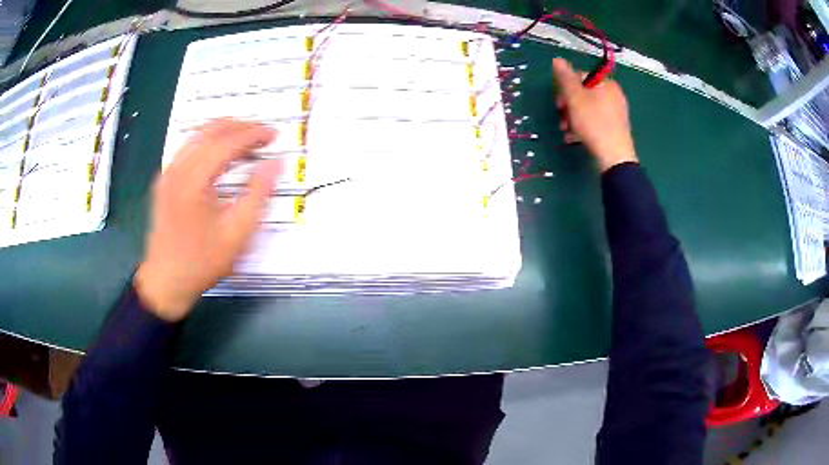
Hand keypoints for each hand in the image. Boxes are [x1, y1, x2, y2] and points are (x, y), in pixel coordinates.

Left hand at [134, 120, 280, 320]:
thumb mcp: (237, 234)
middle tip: (264, 134)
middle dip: (240, 127)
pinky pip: (188, 148)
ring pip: (198, 135)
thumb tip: (276, 163)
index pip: (226, 142)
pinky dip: (209, 142)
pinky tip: (221, 153)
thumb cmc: (202, 262)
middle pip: (211, 131)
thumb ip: (258, 194)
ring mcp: (168, 173)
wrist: (165, 281)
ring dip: (224, 131)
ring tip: (246, 139)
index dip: (253, 134)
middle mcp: (177, 169)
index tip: (274, 135)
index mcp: (194, 182)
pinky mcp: (164, 180)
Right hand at [552, 58, 637, 172]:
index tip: (558, 103)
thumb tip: (557, 59)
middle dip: (569, 106)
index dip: (566, 88)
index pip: (580, 76)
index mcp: (606, 83)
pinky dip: (584, 126)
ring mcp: (617, 112)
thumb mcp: (575, 98)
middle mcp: (614, 94)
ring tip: (567, 131)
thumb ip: (565, 78)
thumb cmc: (593, 123)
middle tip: (561, 119)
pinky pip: (596, 121)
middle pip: (584, 93)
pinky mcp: (616, 128)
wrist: (614, 157)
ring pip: (588, 108)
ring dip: (574, 118)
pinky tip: (576, 138)